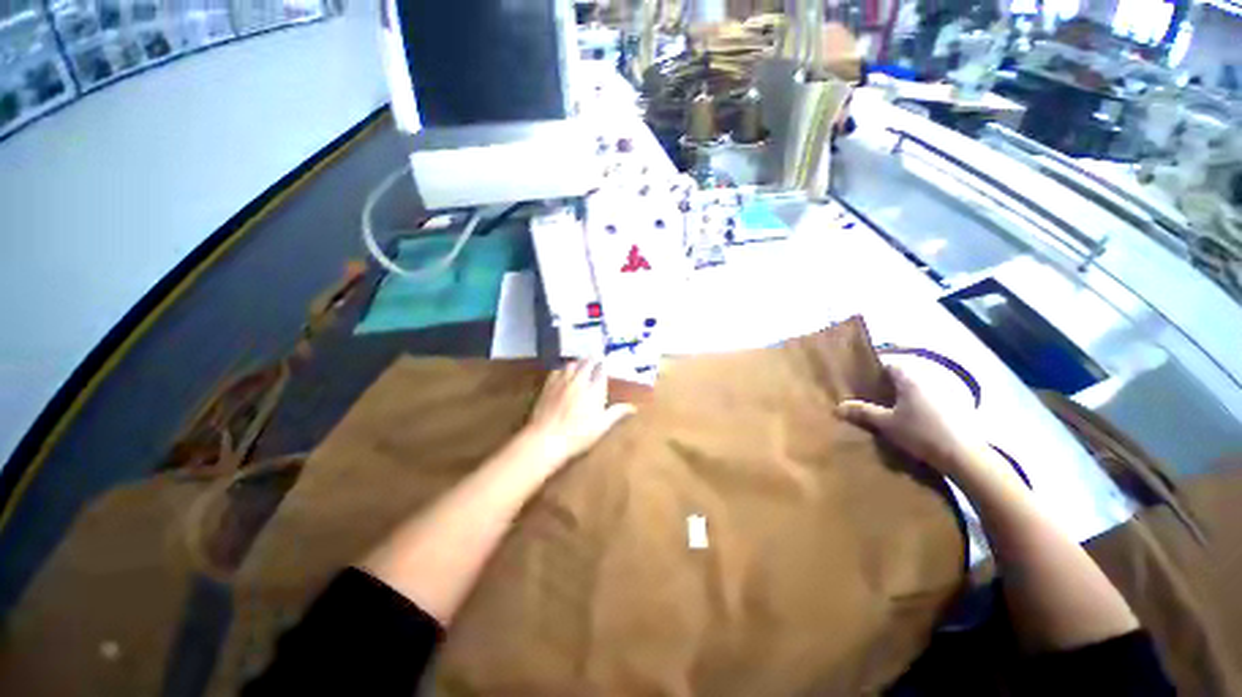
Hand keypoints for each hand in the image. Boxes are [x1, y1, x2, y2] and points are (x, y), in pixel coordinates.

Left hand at [522, 360, 636, 467]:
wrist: (545, 439)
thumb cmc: (577, 436)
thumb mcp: (601, 427)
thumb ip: (616, 413)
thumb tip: (632, 407)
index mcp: (594, 390)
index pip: (601, 372)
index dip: (604, 366)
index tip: (606, 363)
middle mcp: (579, 381)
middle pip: (586, 364)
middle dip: (592, 360)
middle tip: (595, 357)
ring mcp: (562, 382)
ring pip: (571, 364)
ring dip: (578, 362)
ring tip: (581, 362)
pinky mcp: (548, 386)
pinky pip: (556, 370)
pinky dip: (562, 368)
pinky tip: (563, 371)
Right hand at [836, 364, 985, 475]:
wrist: (965, 456)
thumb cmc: (921, 433)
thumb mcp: (886, 424)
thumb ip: (862, 412)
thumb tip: (838, 406)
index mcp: (910, 378)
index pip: (888, 364)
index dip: (872, 371)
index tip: (860, 382)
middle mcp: (928, 379)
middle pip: (902, 377)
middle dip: (885, 386)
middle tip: (868, 398)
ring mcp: (944, 393)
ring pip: (915, 390)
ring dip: (901, 397)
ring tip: (886, 411)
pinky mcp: (955, 408)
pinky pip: (927, 400)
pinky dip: (916, 407)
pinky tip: (909, 422)